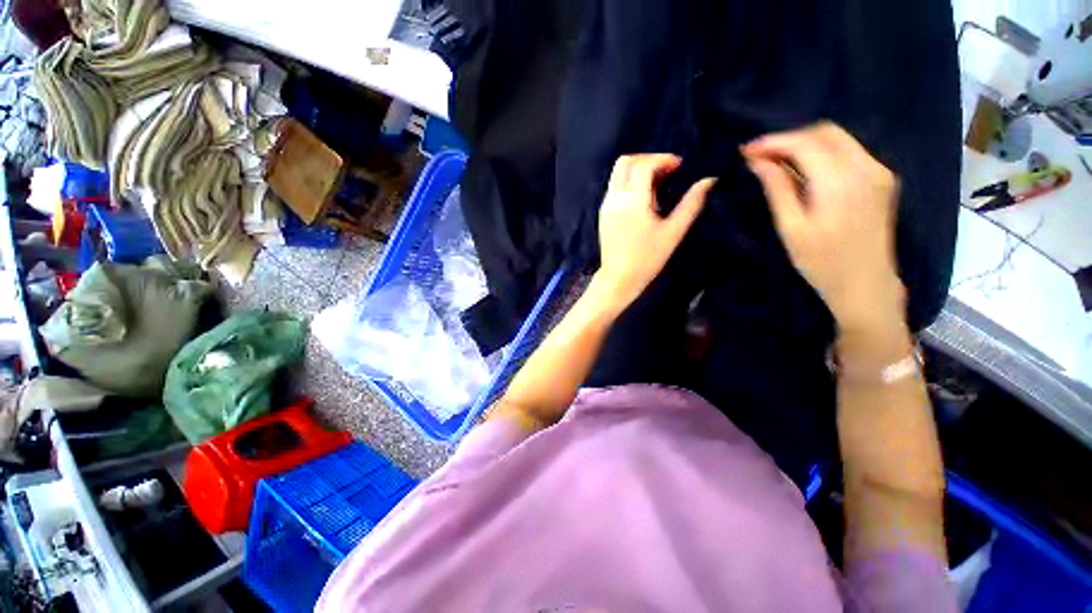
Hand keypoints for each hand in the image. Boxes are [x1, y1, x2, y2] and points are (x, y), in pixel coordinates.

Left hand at [594, 154, 715, 310]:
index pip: (643, 166)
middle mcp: (615, 199)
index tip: (679, 165)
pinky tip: (643, 196)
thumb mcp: (673, 232)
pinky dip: (629, 182)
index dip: (662, 159)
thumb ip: (691, 204)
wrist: (618, 278)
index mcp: (632, 202)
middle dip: (647, 159)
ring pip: (617, 174)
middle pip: (625, 162)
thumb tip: (708, 181)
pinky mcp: (603, 213)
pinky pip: (614, 187)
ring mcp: (606, 205)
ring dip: (637, 169)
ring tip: (657, 183)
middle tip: (666, 169)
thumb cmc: (647, 259)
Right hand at [742, 122, 905, 332]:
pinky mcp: (882, 179)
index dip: (773, 142)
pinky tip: (804, 169)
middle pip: (825, 132)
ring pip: (839, 139)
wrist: (866, 285)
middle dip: (789, 138)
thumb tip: (758, 162)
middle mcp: (866, 167)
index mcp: (841, 182)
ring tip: (776, 161)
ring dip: (805, 144)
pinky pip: (849, 151)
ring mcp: (878, 171)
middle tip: (760, 155)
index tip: (746, 150)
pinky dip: (823, 153)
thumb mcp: (792, 228)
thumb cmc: (822, 262)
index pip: (805, 144)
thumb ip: (777, 189)